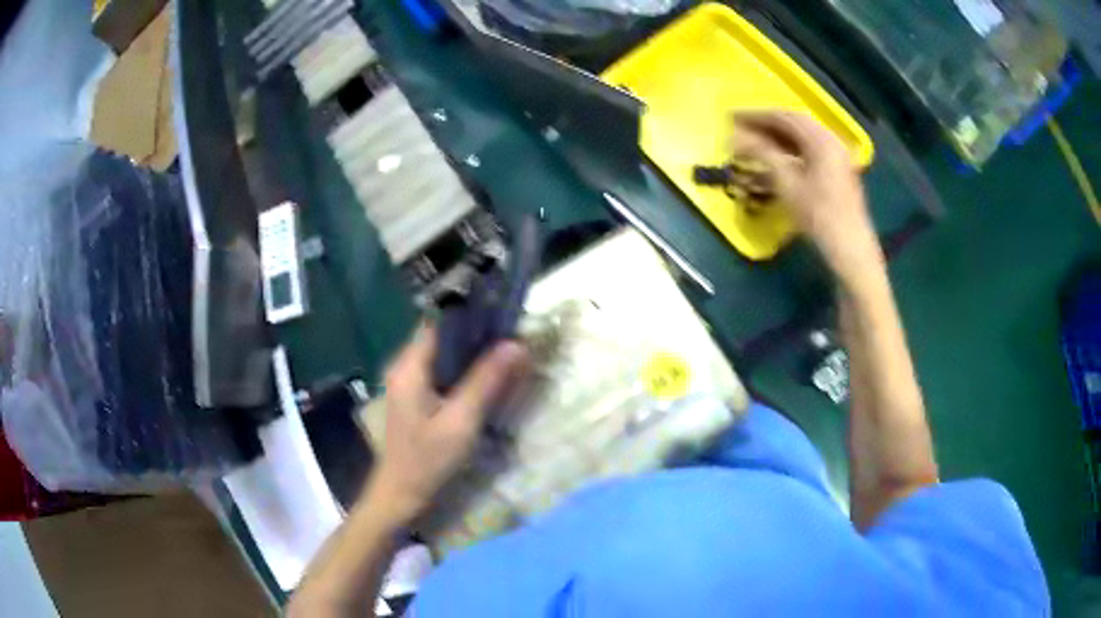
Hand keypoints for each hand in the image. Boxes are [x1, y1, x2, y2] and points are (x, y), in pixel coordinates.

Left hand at [368, 325, 529, 521]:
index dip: (472, 315)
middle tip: (514, 336)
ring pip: (445, 355)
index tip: (504, 314)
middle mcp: (405, 366)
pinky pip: (443, 373)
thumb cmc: (427, 460)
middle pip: (443, 337)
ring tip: (507, 353)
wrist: (401, 496)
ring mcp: (409, 383)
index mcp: (409, 366)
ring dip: (473, 354)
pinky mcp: (416, 398)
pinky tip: (488, 379)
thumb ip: (486, 381)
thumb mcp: (461, 421)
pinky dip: (465, 372)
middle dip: (477, 335)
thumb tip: (516, 344)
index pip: (440, 322)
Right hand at [732, 110, 881, 283]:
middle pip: (795, 124)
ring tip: (754, 143)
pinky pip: (810, 151)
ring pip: (802, 138)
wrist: (851, 250)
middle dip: (766, 125)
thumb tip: (735, 136)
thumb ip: (762, 153)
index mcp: (821, 139)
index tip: (731, 118)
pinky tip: (776, 159)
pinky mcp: (838, 171)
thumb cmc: (819, 216)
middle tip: (741, 128)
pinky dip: (790, 150)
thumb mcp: (787, 183)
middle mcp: (831, 141)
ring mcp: (837, 156)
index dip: (756, 116)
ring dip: (777, 137)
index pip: (784, 116)